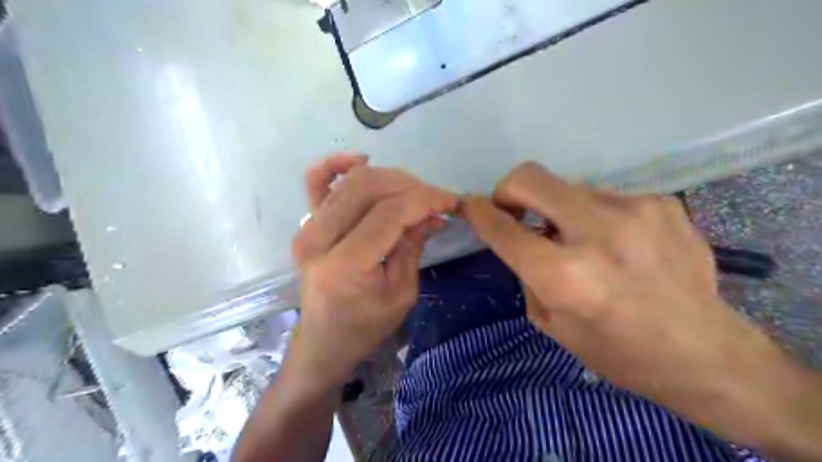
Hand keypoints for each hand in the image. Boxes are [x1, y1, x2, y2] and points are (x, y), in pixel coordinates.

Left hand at [289, 156, 458, 389]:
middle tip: (434, 200)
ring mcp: (307, 228)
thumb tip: (434, 214)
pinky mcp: (305, 224)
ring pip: (351, 181)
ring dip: (389, 178)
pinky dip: (337, 164)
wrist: (323, 342)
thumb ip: (413, 246)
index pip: (390, 213)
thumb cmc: (364, 328)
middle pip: (369, 188)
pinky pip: (315, 181)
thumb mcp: (401, 294)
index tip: (451, 201)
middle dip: (410, 186)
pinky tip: (362, 161)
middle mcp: (319, 239)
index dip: (425, 200)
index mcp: (345, 265)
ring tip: (412, 193)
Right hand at [461, 161, 815, 452]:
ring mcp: (634, 211)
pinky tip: (618, 243)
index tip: (468, 203)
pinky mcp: (661, 202)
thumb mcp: (552, 323)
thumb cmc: (618, 351)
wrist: (704, 353)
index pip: (503, 228)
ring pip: (569, 187)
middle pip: (531, 178)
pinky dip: (597, 215)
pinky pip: (605, 197)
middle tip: (515, 209)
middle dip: (509, 189)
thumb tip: (519, 237)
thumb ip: (526, 273)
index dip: (477, 211)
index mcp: (563, 276)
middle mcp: (596, 234)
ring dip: (560, 210)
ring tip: (582, 239)